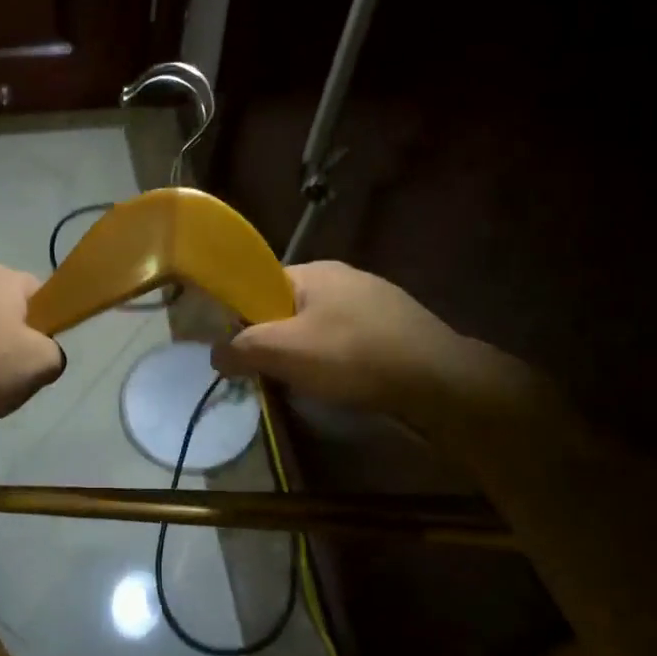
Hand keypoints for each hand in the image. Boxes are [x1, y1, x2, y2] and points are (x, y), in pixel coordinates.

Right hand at [212, 261, 543, 436]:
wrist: (441, 382)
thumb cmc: (354, 357)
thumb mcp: (285, 352)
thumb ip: (242, 349)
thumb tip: (215, 354)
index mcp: (314, 271)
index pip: (260, 284)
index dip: (244, 315)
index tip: (241, 350)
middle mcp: (344, 277)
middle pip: (291, 307)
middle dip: (278, 339)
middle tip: (273, 373)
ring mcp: (376, 300)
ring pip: (322, 326)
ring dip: (309, 353)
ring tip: (309, 384)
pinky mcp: (398, 326)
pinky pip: (352, 339)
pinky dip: (341, 360)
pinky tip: (346, 384)